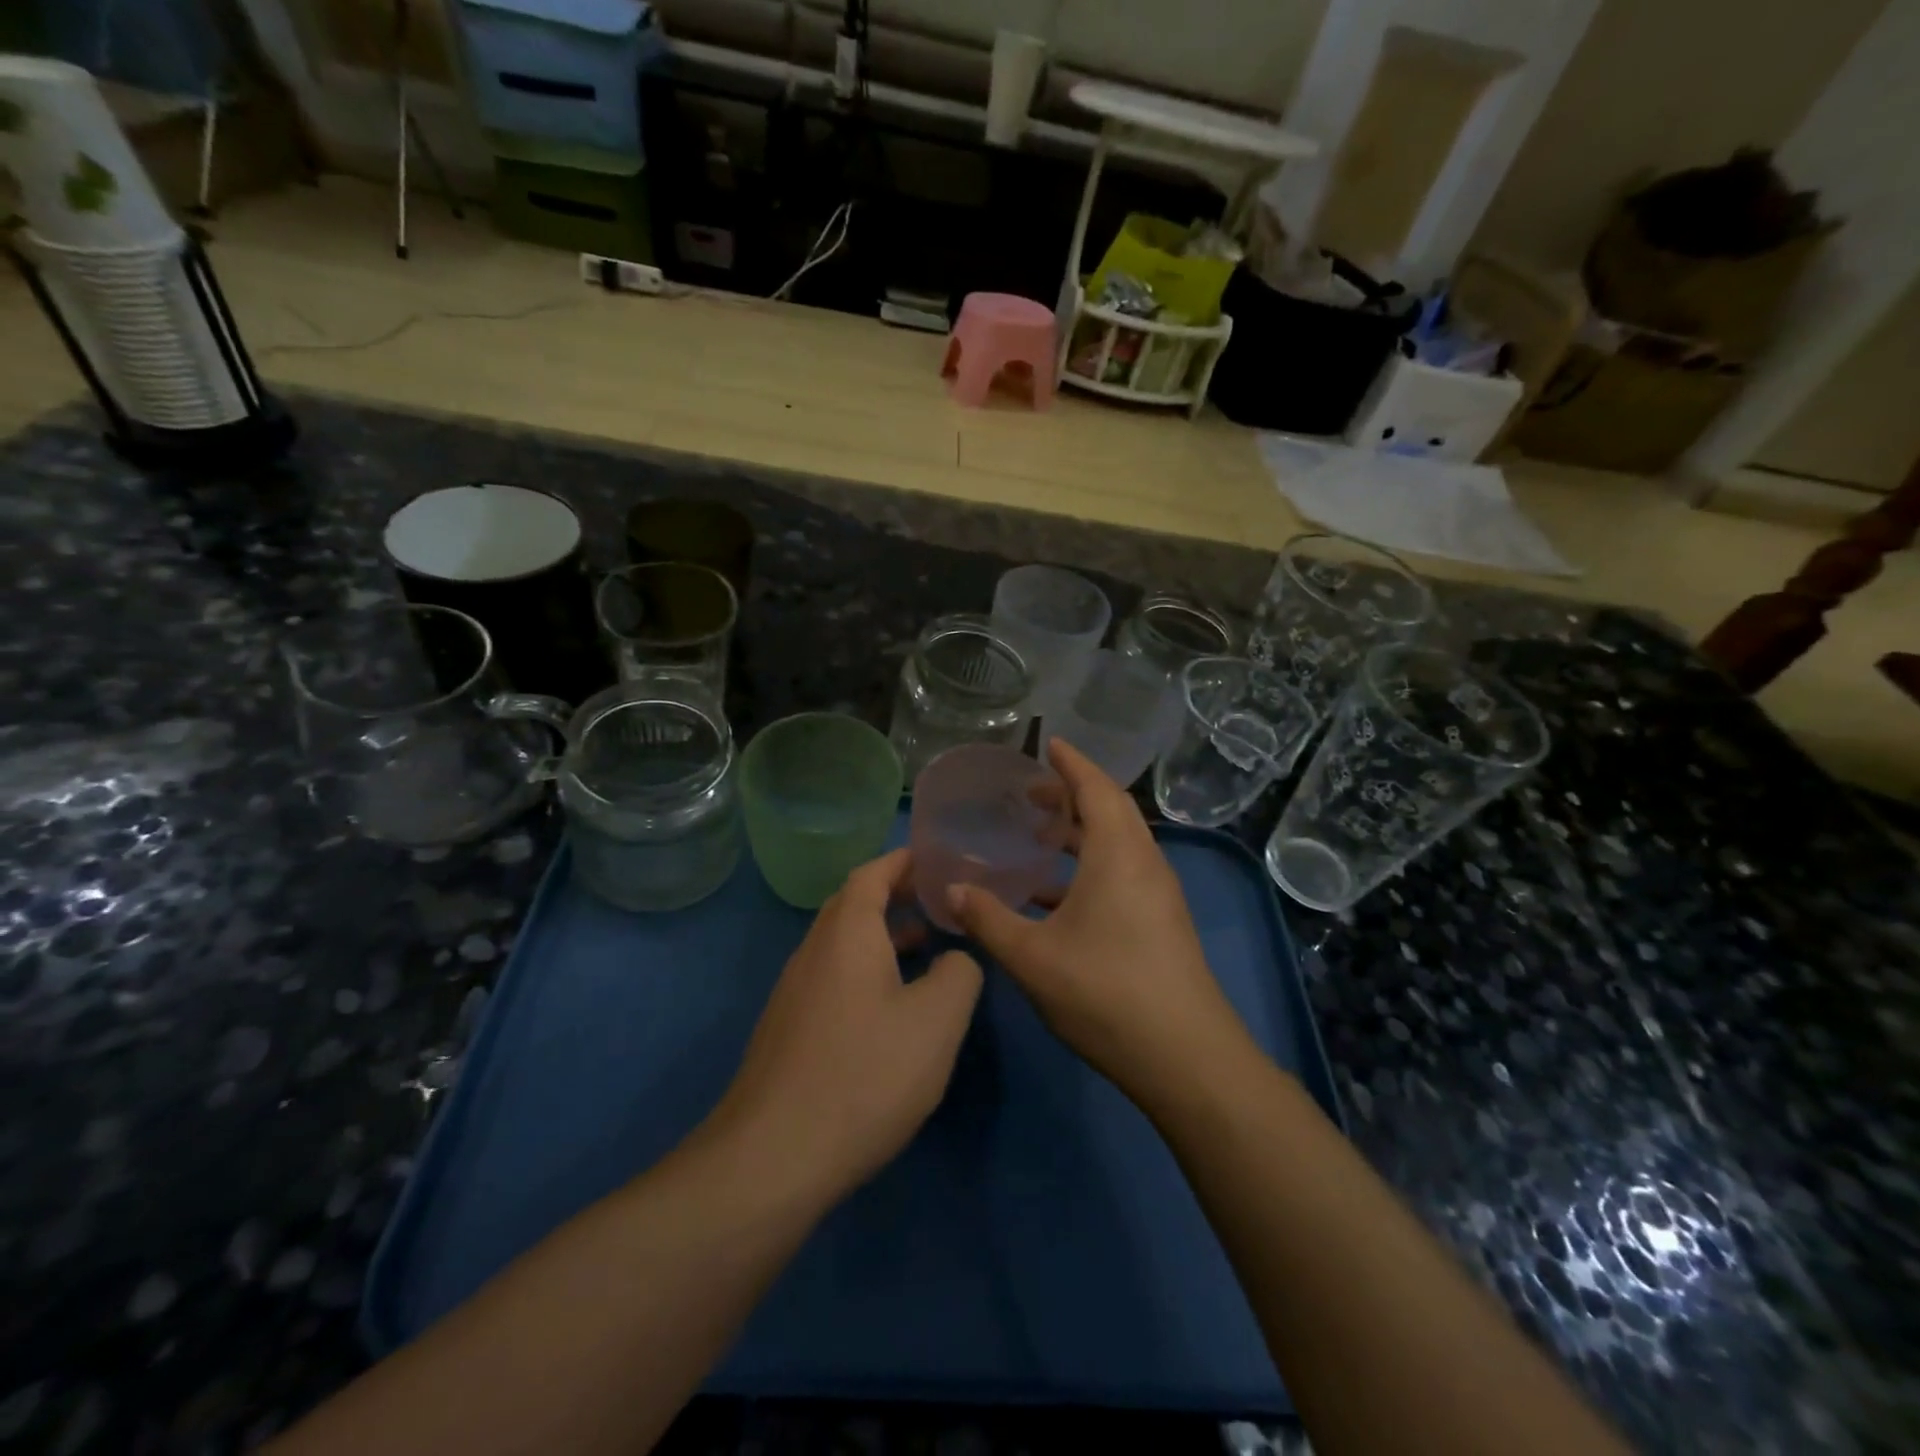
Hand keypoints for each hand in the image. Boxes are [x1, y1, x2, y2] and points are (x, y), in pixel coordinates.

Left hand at [710, 848, 983, 1209]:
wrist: (773, 1156)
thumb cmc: (864, 1073)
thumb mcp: (937, 1020)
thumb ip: (959, 974)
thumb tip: (956, 959)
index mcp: (846, 933)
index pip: (872, 873)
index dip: (903, 861)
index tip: (935, 859)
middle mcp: (813, 950)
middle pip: (852, 904)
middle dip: (894, 894)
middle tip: (937, 900)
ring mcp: (794, 991)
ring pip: (842, 944)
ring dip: (881, 935)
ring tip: (924, 947)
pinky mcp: (788, 1029)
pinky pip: (832, 977)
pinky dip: (865, 970)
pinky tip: (890, 1007)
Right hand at [946, 740, 1253, 1113]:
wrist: (1186, 1058)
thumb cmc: (1105, 993)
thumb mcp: (1032, 956)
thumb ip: (987, 919)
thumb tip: (950, 890)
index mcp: (1118, 855)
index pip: (1096, 788)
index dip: (1071, 763)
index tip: (1048, 744)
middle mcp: (1144, 863)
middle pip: (1111, 810)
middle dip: (1073, 794)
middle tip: (1031, 793)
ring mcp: (1159, 894)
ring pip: (1119, 843)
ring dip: (1082, 831)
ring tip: (1040, 836)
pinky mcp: (1162, 922)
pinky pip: (1124, 871)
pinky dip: (1090, 865)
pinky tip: (1055, 896)